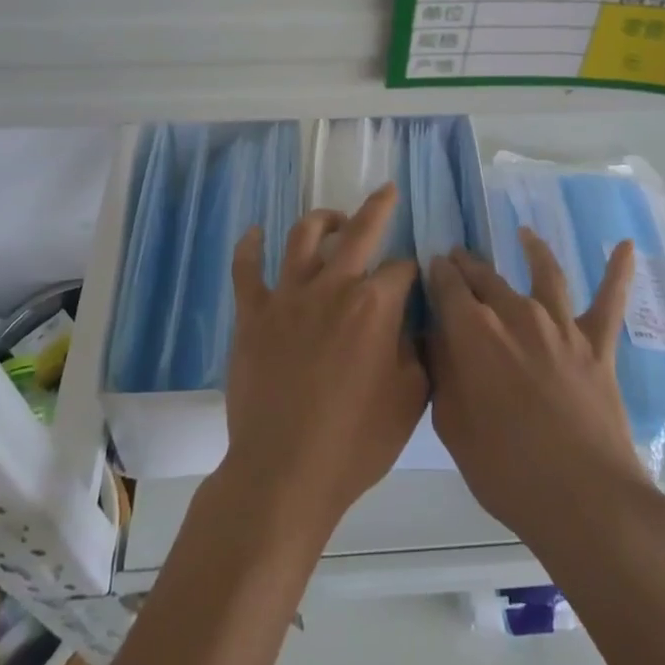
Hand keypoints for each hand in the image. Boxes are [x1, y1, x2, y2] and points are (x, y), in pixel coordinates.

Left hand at [223, 185, 426, 535]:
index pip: (402, 270)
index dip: (412, 274)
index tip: (414, 284)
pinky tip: (254, 233)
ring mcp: (287, 296)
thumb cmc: (355, 442)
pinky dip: (250, 246)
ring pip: (304, 237)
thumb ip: (418, 351)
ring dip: (322, 219)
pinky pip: (246, 269)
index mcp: (374, 305)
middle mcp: (332, 286)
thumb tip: (414, 322)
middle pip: (359, 231)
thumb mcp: (410, 400)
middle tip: (386, 192)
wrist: (284, 473)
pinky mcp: (253, 314)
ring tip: (332, 217)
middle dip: (378, 207)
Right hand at [427, 231, 649, 558]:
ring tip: (524, 234)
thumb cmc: (505, 469)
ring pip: (544, 273)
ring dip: (531, 250)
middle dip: (468, 264)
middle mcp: (516, 313)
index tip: (431, 266)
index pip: (447, 285)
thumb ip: (443, 371)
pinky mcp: (598, 344)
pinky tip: (627, 246)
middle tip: (458, 257)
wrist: (584, 499)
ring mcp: (561, 325)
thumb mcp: (452, 424)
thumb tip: (438, 336)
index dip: (437, 273)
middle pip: (486, 276)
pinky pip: (610, 301)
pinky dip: (618, 271)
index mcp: (473, 330)